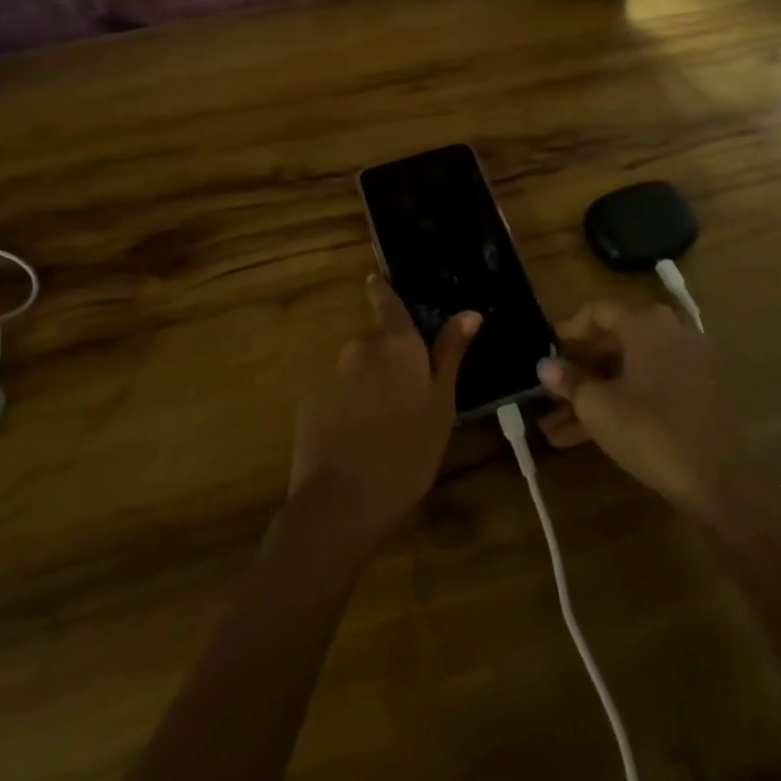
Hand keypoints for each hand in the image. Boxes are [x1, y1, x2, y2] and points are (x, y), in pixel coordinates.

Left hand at [288, 275, 480, 544]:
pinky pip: (337, 393)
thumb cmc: (407, 453)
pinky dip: (348, 406)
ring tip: (384, 426)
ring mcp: (331, 374)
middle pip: (376, 342)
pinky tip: (357, 438)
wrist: (341, 501)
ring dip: (369, 385)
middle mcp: (360, 347)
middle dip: (389, 360)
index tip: (378, 279)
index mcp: (396, 344)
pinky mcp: (310, 400)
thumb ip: (450, 355)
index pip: (387, 302)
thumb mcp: (441, 406)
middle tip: (408, 397)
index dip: (384, 291)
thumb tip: (469, 313)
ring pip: (357, 369)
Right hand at [537, 301, 746, 518]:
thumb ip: (570, 381)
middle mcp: (671, 334)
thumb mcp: (598, 406)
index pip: (600, 311)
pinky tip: (588, 437)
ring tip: (556, 427)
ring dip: (594, 396)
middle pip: (615, 343)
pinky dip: (621, 404)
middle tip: (551, 388)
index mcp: (647, 324)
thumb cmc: (651, 430)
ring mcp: (689, 366)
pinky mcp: (698, 396)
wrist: (721, 481)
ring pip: (629, 373)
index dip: (570, 327)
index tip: (549, 344)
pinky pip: (649, 389)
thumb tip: (545, 365)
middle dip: (579, 371)